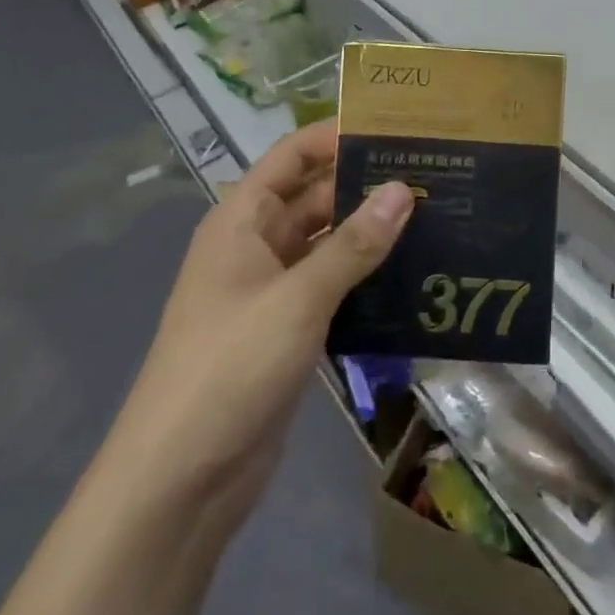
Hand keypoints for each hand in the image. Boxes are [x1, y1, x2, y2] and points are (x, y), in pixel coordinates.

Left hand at [97, 121, 414, 531]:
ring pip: (329, 243)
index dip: (337, 136)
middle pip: (316, 197)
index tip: (395, 130)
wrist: (178, 485)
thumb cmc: (229, 368)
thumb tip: (404, 188)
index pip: (293, 156)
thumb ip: (354, 244)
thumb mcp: (298, 298)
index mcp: (242, 221)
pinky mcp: (289, 330)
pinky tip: (413, 273)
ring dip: (372, 232)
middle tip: (433, 174)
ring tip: (436, 215)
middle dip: (367, 185)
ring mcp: (273, 290)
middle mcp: (257, 246)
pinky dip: (366, 276)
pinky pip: (334, 286)